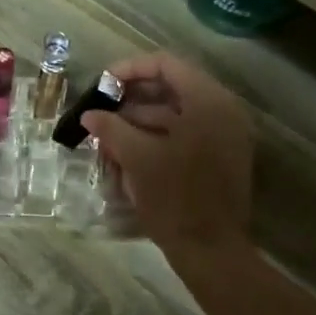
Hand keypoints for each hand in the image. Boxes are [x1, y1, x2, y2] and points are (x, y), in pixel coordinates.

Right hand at [78, 52, 253, 259]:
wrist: (210, 250)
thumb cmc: (175, 200)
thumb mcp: (137, 159)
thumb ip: (111, 129)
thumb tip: (90, 114)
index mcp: (208, 102)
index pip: (166, 64)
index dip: (129, 69)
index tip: (101, 85)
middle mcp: (223, 110)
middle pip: (172, 88)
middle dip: (132, 99)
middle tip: (101, 111)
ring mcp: (225, 134)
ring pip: (177, 114)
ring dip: (141, 122)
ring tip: (108, 137)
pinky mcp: (221, 157)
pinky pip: (186, 134)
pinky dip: (157, 138)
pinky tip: (128, 153)